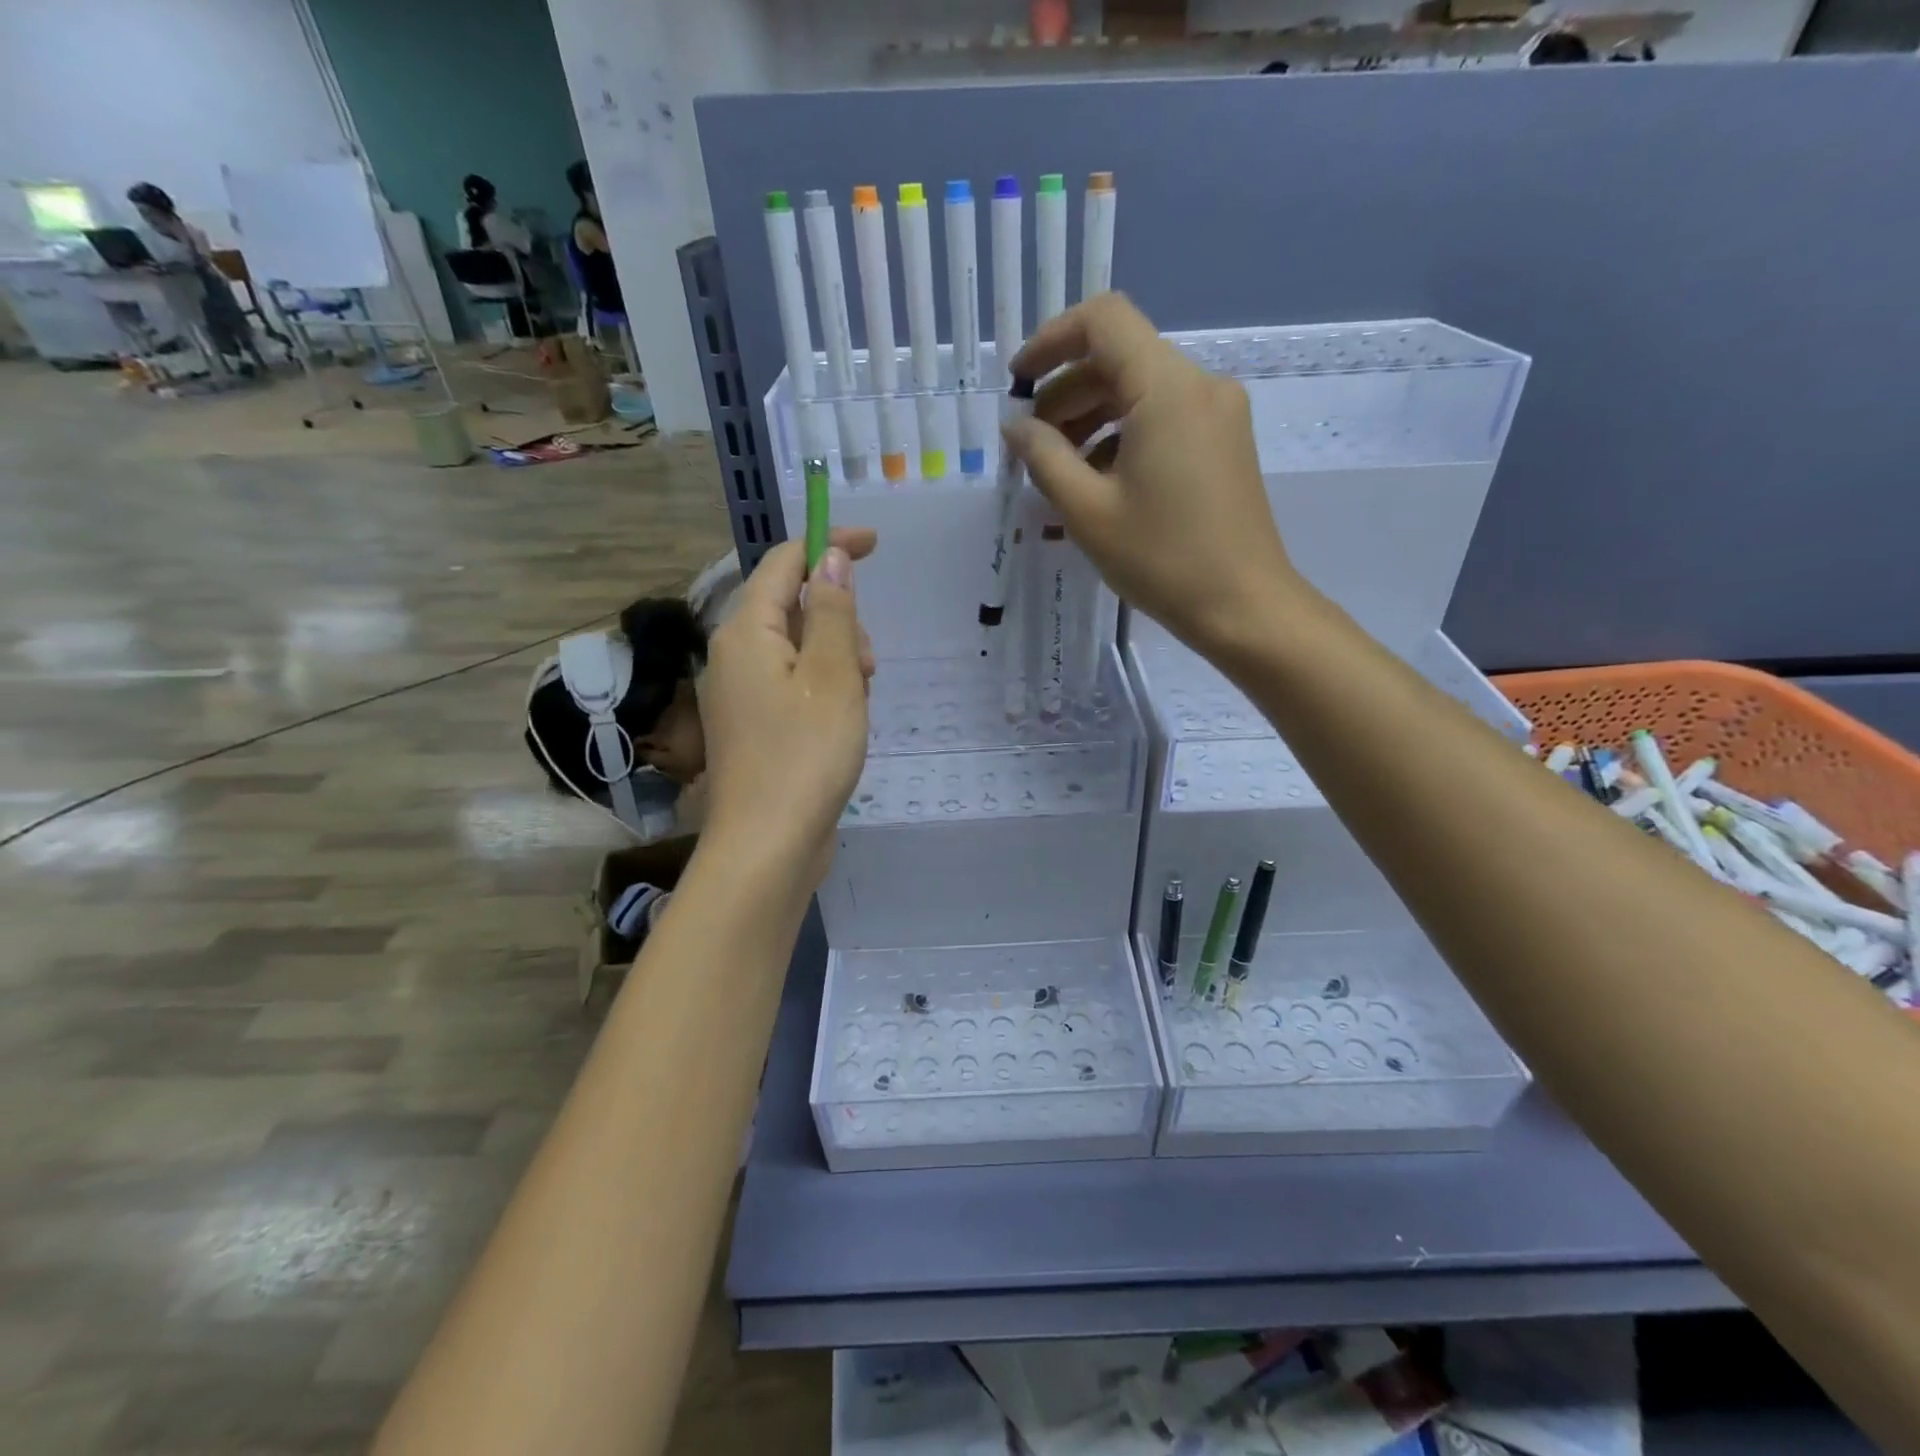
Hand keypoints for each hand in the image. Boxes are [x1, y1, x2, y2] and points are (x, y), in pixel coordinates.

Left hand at [696, 529, 875, 888]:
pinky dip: (825, 689)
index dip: (828, 544)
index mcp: (745, 631)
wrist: (768, 846)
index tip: (875, 545)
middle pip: (792, 606)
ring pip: (799, 649)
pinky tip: (844, 723)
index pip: (785, 562)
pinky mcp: (755, 726)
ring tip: (860, 703)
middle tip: (870, 665)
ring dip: (838, 660)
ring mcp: (742, 694)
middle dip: (840, 620)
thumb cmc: (804, 754)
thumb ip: (832, 611)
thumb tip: (830, 558)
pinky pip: (795, 684)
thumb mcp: (832, 675)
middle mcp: (734, 655)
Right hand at [1004, 293, 1306, 657]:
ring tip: (1059, 471)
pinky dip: (1124, 435)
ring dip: (1092, 416)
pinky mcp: (1225, 443)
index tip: (1019, 385)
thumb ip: (1043, 457)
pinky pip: (1164, 418)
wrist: (1243, 606)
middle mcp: (1200, 385)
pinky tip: (1099, 482)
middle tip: (1031, 445)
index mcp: (1167, 388)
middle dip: (1067, 391)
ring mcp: (1219, 414)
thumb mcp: (1087, 510)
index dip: (1051, 340)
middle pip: (1121, 357)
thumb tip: (1015, 426)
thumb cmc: (1162, 559)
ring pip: (1142, 389)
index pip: (1103, 320)